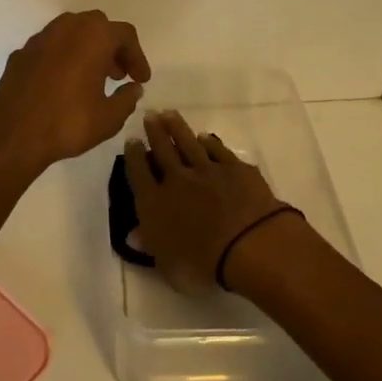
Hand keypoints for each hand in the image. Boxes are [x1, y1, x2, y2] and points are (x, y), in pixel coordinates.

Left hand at [0, 11, 151, 179]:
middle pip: (97, 26)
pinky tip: (62, 84)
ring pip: (70, 32)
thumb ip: (127, 99)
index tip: (140, 80)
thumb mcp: (109, 118)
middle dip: (111, 47)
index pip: (124, 35)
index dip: (137, 56)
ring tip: (91, 78)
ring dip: (86, 48)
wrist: (12, 136)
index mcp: (92, 37)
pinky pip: (49, 47)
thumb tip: (133, 89)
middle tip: (118, 75)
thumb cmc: (67, 124)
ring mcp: (39, 39)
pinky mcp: (19, 54)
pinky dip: (62, 57)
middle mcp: (65, 29)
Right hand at [124, 110, 286, 295]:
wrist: (249, 244)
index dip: (133, 156)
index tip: (131, 141)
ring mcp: (208, 170)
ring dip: (177, 128)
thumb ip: (150, 246)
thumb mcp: (168, 266)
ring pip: (188, 143)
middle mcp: (177, 180)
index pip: (138, 173)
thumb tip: (133, 234)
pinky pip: (218, 151)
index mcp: (155, 203)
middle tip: (149, 116)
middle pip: (162, 150)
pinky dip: (210, 143)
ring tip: (169, 114)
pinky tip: (205, 137)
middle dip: (154, 132)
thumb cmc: (203, 264)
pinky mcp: (235, 168)